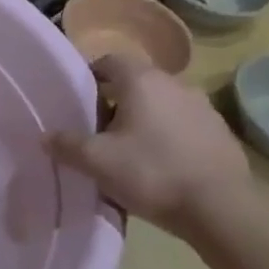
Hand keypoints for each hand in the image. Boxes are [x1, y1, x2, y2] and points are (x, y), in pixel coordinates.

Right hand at [47, 52, 255, 241]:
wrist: (222, 208)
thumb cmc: (153, 173)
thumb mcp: (98, 162)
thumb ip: (67, 145)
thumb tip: (46, 136)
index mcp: (142, 80)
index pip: (110, 60)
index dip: (91, 76)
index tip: (79, 102)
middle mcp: (174, 83)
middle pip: (136, 82)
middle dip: (116, 102)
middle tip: (100, 132)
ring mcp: (202, 106)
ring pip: (161, 104)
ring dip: (145, 119)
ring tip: (131, 152)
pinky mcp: (220, 131)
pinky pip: (184, 125)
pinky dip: (169, 136)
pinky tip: (163, 166)